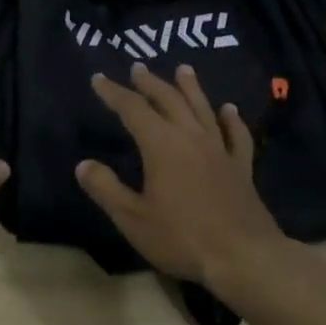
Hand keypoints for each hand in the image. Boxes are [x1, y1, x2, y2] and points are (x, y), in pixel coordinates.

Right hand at [77, 63, 286, 286]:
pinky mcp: (241, 168)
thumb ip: (106, 188)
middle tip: (138, 68)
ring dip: (191, 88)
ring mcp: (220, 151)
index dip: (114, 93)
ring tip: (183, 69)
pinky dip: (231, 119)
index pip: (133, 110)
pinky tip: (229, 110)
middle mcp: (191, 138)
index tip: (99, 79)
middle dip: (150, 83)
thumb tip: (83, 164)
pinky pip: (236, 136)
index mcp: (161, 146)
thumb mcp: (132, 218)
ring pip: (203, 109)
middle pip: (169, 101)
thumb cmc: (181, 237)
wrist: (242, 256)